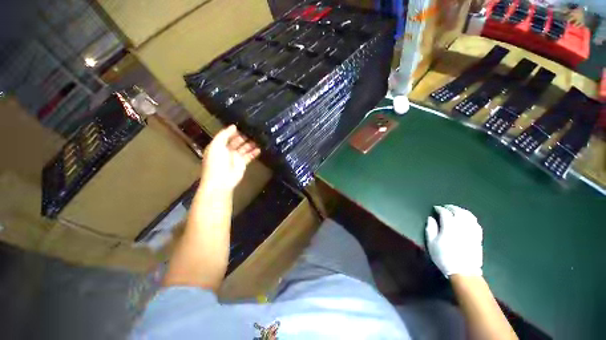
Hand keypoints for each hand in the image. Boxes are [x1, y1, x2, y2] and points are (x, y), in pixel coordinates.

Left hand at [200, 125, 259, 193]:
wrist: (221, 181)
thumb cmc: (216, 162)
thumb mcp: (216, 145)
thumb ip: (224, 134)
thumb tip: (234, 126)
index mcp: (218, 145)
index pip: (227, 136)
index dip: (234, 131)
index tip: (244, 125)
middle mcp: (227, 150)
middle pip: (237, 141)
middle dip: (244, 136)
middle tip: (253, 130)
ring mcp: (235, 157)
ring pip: (244, 148)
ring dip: (251, 143)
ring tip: (259, 138)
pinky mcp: (243, 163)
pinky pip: (249, 156)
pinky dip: (254, 152)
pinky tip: (260, 148)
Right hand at [425, 205, 482, 276]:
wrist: (463, 272)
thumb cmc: (444, 257)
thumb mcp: (431, 243)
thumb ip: (430, 229)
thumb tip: (431, 218)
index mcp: (449, 227)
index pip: (445, 213)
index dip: (439, 209)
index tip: (435, 208)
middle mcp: (462, 226)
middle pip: (458, 211)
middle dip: (451, 207)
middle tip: (445, 207)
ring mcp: (472, 231)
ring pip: (468, 215)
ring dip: (461, 210)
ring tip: (456, 210)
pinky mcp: (478, 237)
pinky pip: (476, 223)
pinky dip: (470, 218)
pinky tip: (467, 219)